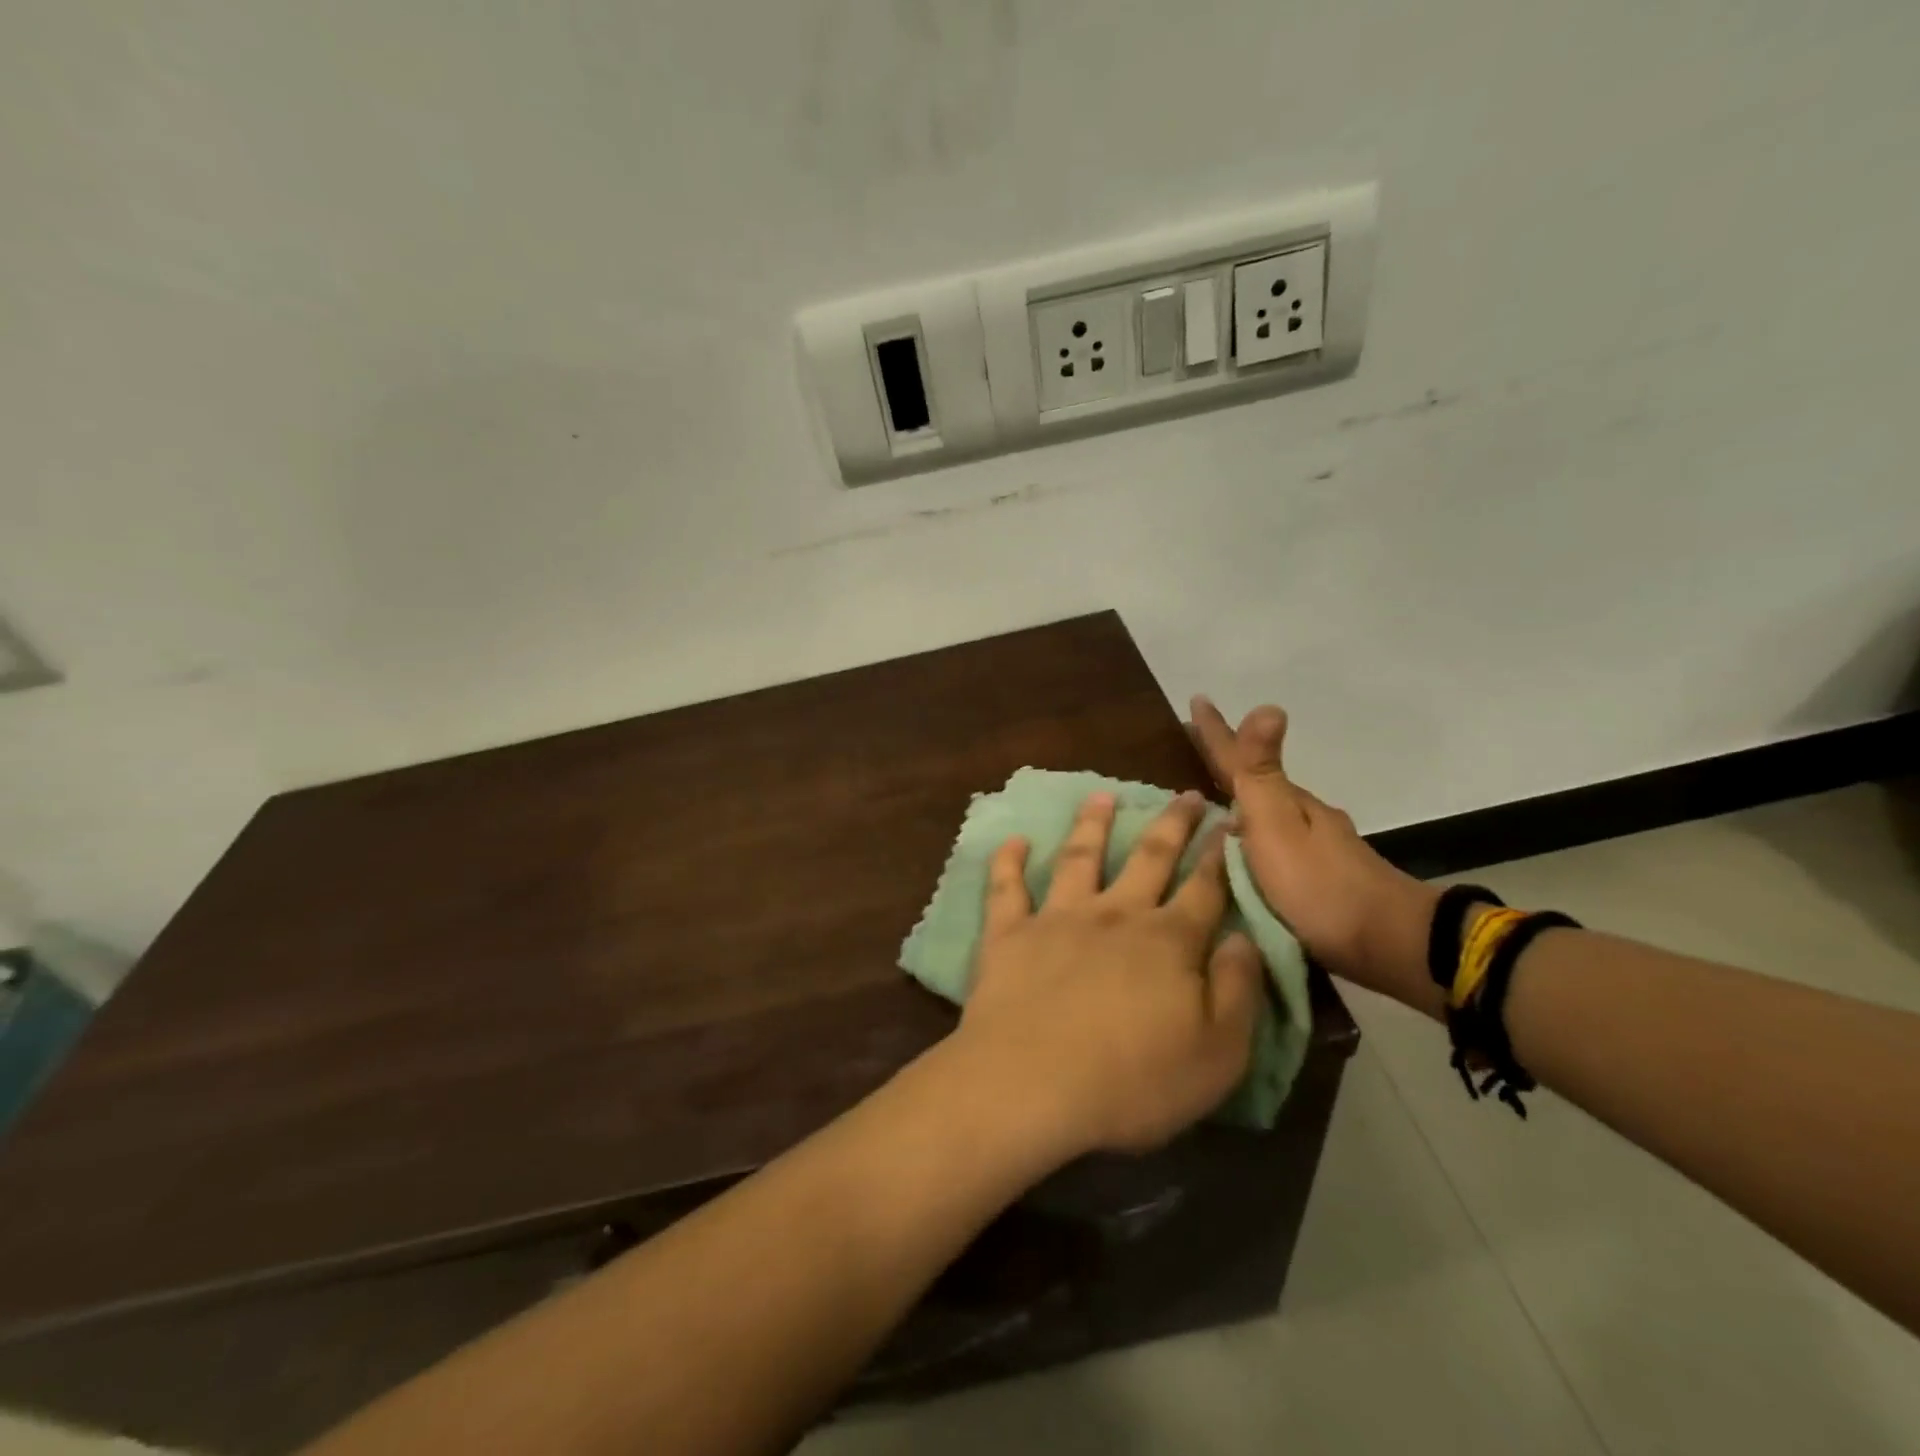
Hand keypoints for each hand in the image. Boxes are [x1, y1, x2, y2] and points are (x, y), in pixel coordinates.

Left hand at [951, 791, 1263, 1158]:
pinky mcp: (1009, 934)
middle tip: (1184, 795)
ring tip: (1102, 796)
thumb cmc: (1133, 1082)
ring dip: (1092, 824)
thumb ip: (1238, 990)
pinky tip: (1014, 839)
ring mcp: (1058, 918)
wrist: (1032, 1086)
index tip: (1229, 823)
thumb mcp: (1218, 1053)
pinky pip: (1007, 888)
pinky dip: (1008, 861)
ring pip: (1080, 857)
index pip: (1204, 889)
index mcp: (1168, 941)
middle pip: (1149, 858)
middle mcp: (1115, 915)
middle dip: (1171, 824)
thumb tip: (1245, 938)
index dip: (1219, 856)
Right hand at [1187, 697, 1442, 1014]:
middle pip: (1255, 784)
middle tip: (1193, 749)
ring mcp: (1314, 849)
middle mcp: (1300, 818)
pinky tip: (1240, 853)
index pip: (1241, 759)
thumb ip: (1263, 774)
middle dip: (1224, 765)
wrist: (1388, 945)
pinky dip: (1251, 839)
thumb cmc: (1319, 885)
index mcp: (1285, 803)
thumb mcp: (1279, 827)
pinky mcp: (1317, 881)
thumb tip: (1267, 705)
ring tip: (1207, 804)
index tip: (1196, 699)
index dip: (1216, 732)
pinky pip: (1272, 847)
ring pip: (1265, 816)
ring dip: (1237, 803)